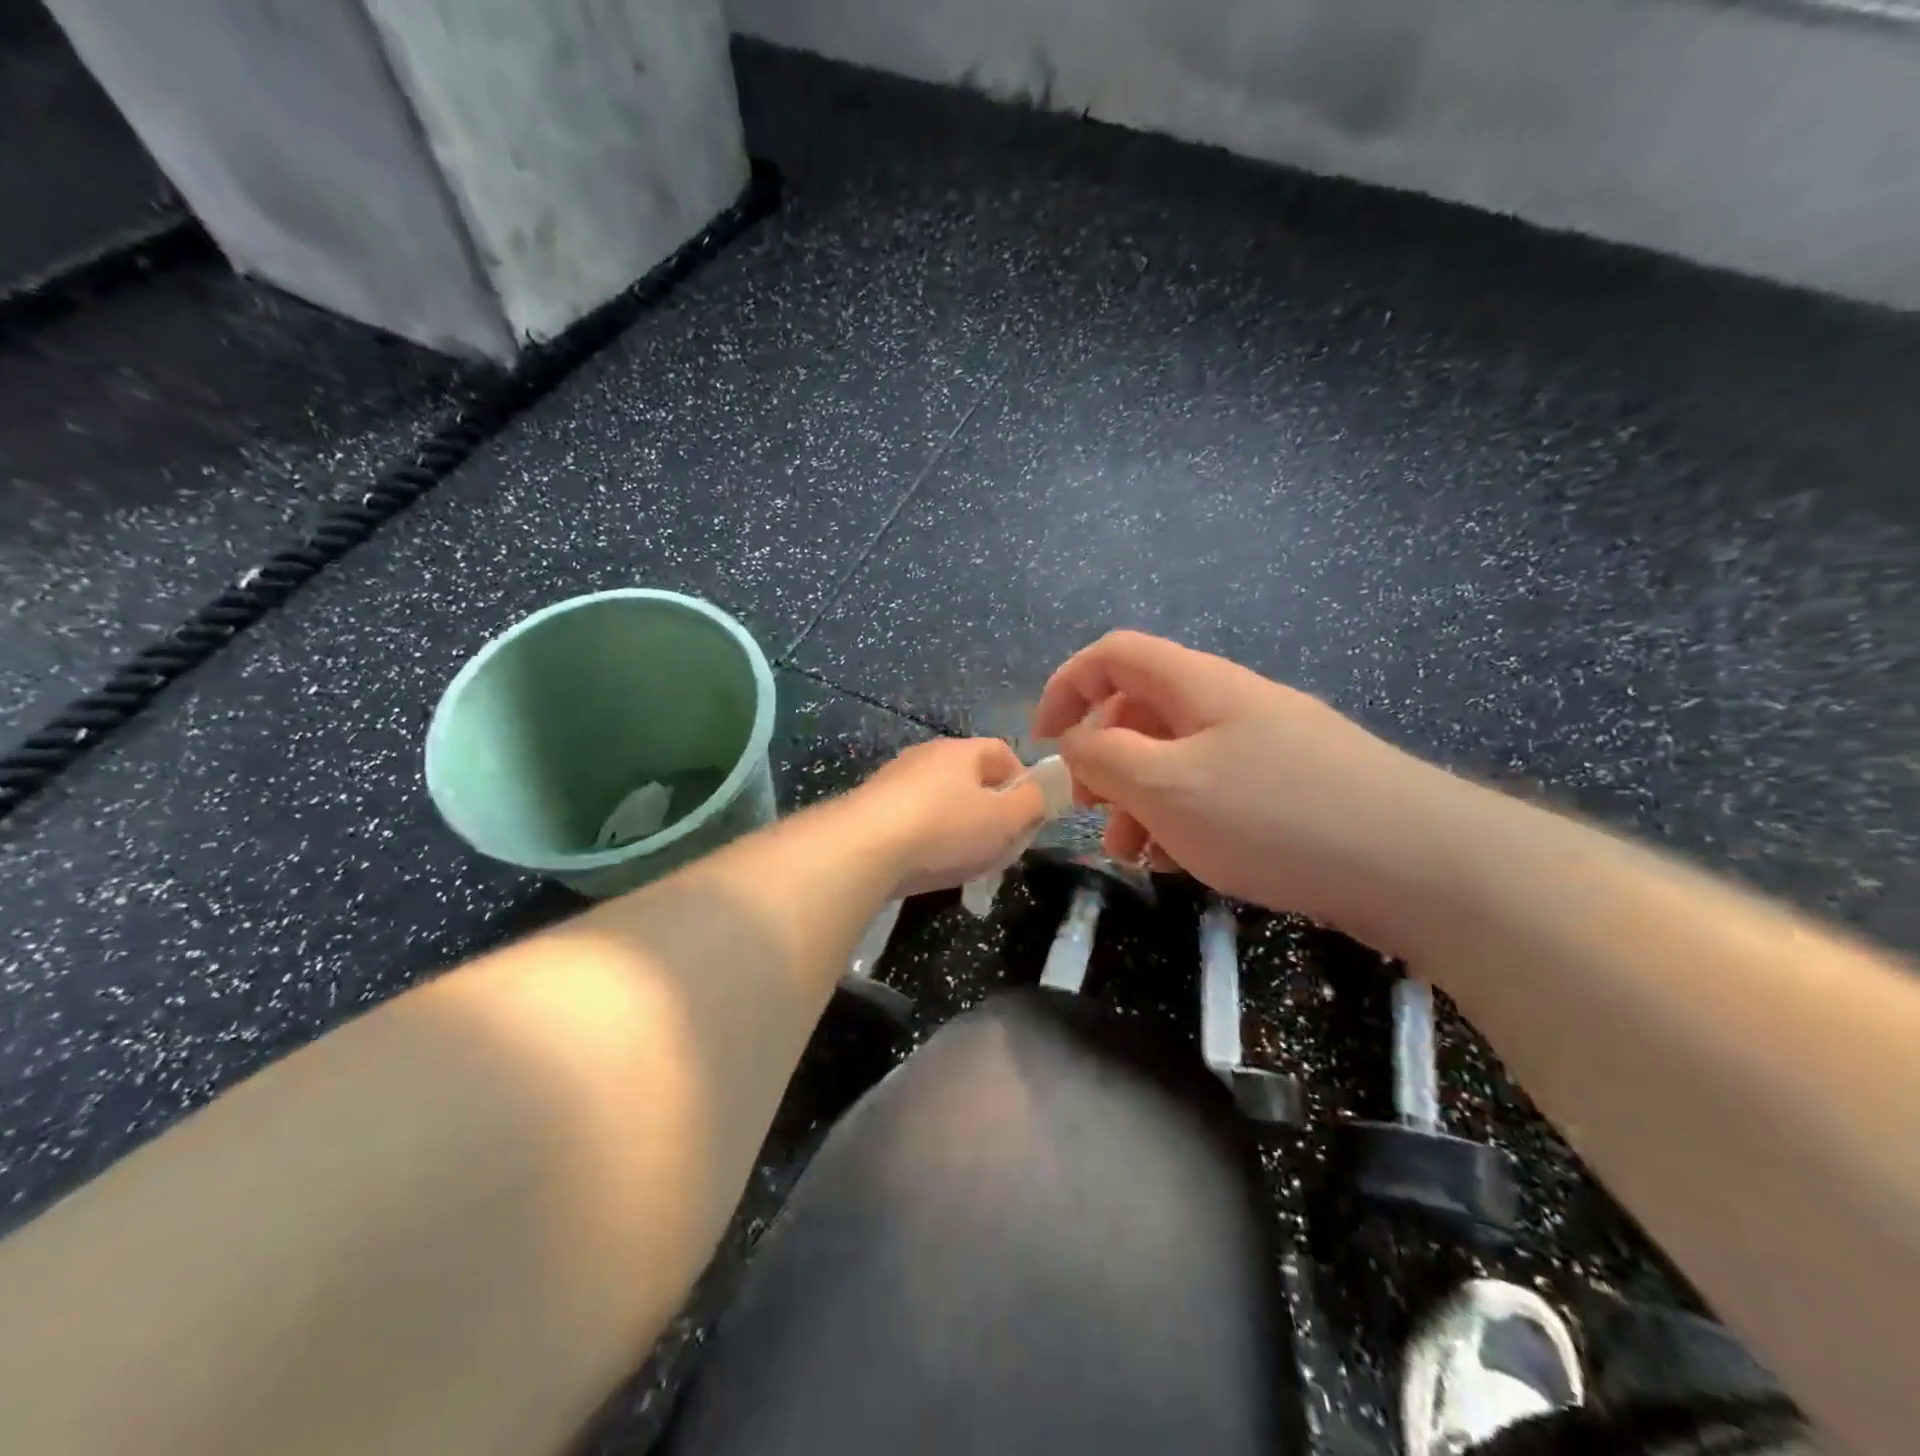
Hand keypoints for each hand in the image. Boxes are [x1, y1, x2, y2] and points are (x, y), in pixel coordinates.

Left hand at [847, 738, 1048, 898]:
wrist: (864, 847)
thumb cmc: (946, 827)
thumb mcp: (1004, 819)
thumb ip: (1031, 804)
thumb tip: (1040, 793)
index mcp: (962, 750)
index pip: (1002, 753)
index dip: (1023, 781)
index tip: (1028, 816)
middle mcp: (927, 756)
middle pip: (970, 778)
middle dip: (990, 810)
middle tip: (999, 844)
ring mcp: (894, 780)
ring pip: (940, 801)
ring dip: (958, 827)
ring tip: (964, 862)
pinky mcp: (871, 808)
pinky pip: (912, 820)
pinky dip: (927, 840)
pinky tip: (928, 866)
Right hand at [1033, 631, 1466, 953]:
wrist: (1421, 864)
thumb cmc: (1274, 815)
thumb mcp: (1166, 786)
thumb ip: (1104, 757)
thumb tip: (1076, 742)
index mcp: (1196, 684)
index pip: (1112, 655)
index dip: (1066, 688)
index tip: (1044, 745)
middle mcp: (1230, 703)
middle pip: (1142, 709)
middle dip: (1103, 759)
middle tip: (1092, 812)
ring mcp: (1266, 745)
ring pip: (1177, 758)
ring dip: (1141, 800)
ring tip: (1136, 856)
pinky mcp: (1292, 788)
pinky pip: (1215, 790)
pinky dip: (1185, 819)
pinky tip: (1185, 863)